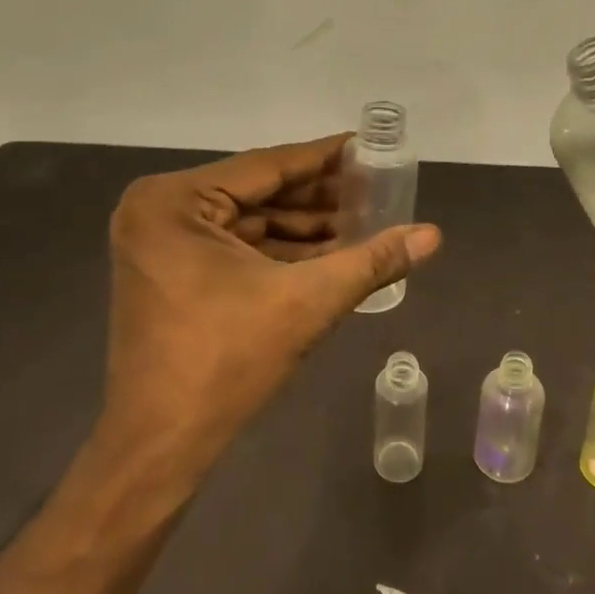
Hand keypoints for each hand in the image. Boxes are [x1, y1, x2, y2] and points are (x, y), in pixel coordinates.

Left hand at [97, 135, 440, 481]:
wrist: (160, 446)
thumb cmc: (225, 362)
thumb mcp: (306, 302)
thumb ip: (372, 262)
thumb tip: (434, 234)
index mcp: (176, 200)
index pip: (268, 166)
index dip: (326, 158)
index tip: (369, 146)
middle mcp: (160, 210)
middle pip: (258, 192)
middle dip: (319, 197)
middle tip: (376, 188)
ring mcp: (161, 242)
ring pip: (249, 221)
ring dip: (305, 226)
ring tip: (365, 220)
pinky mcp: (170, 272)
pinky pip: (235, 246)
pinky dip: (280, 250)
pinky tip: (331, 252)